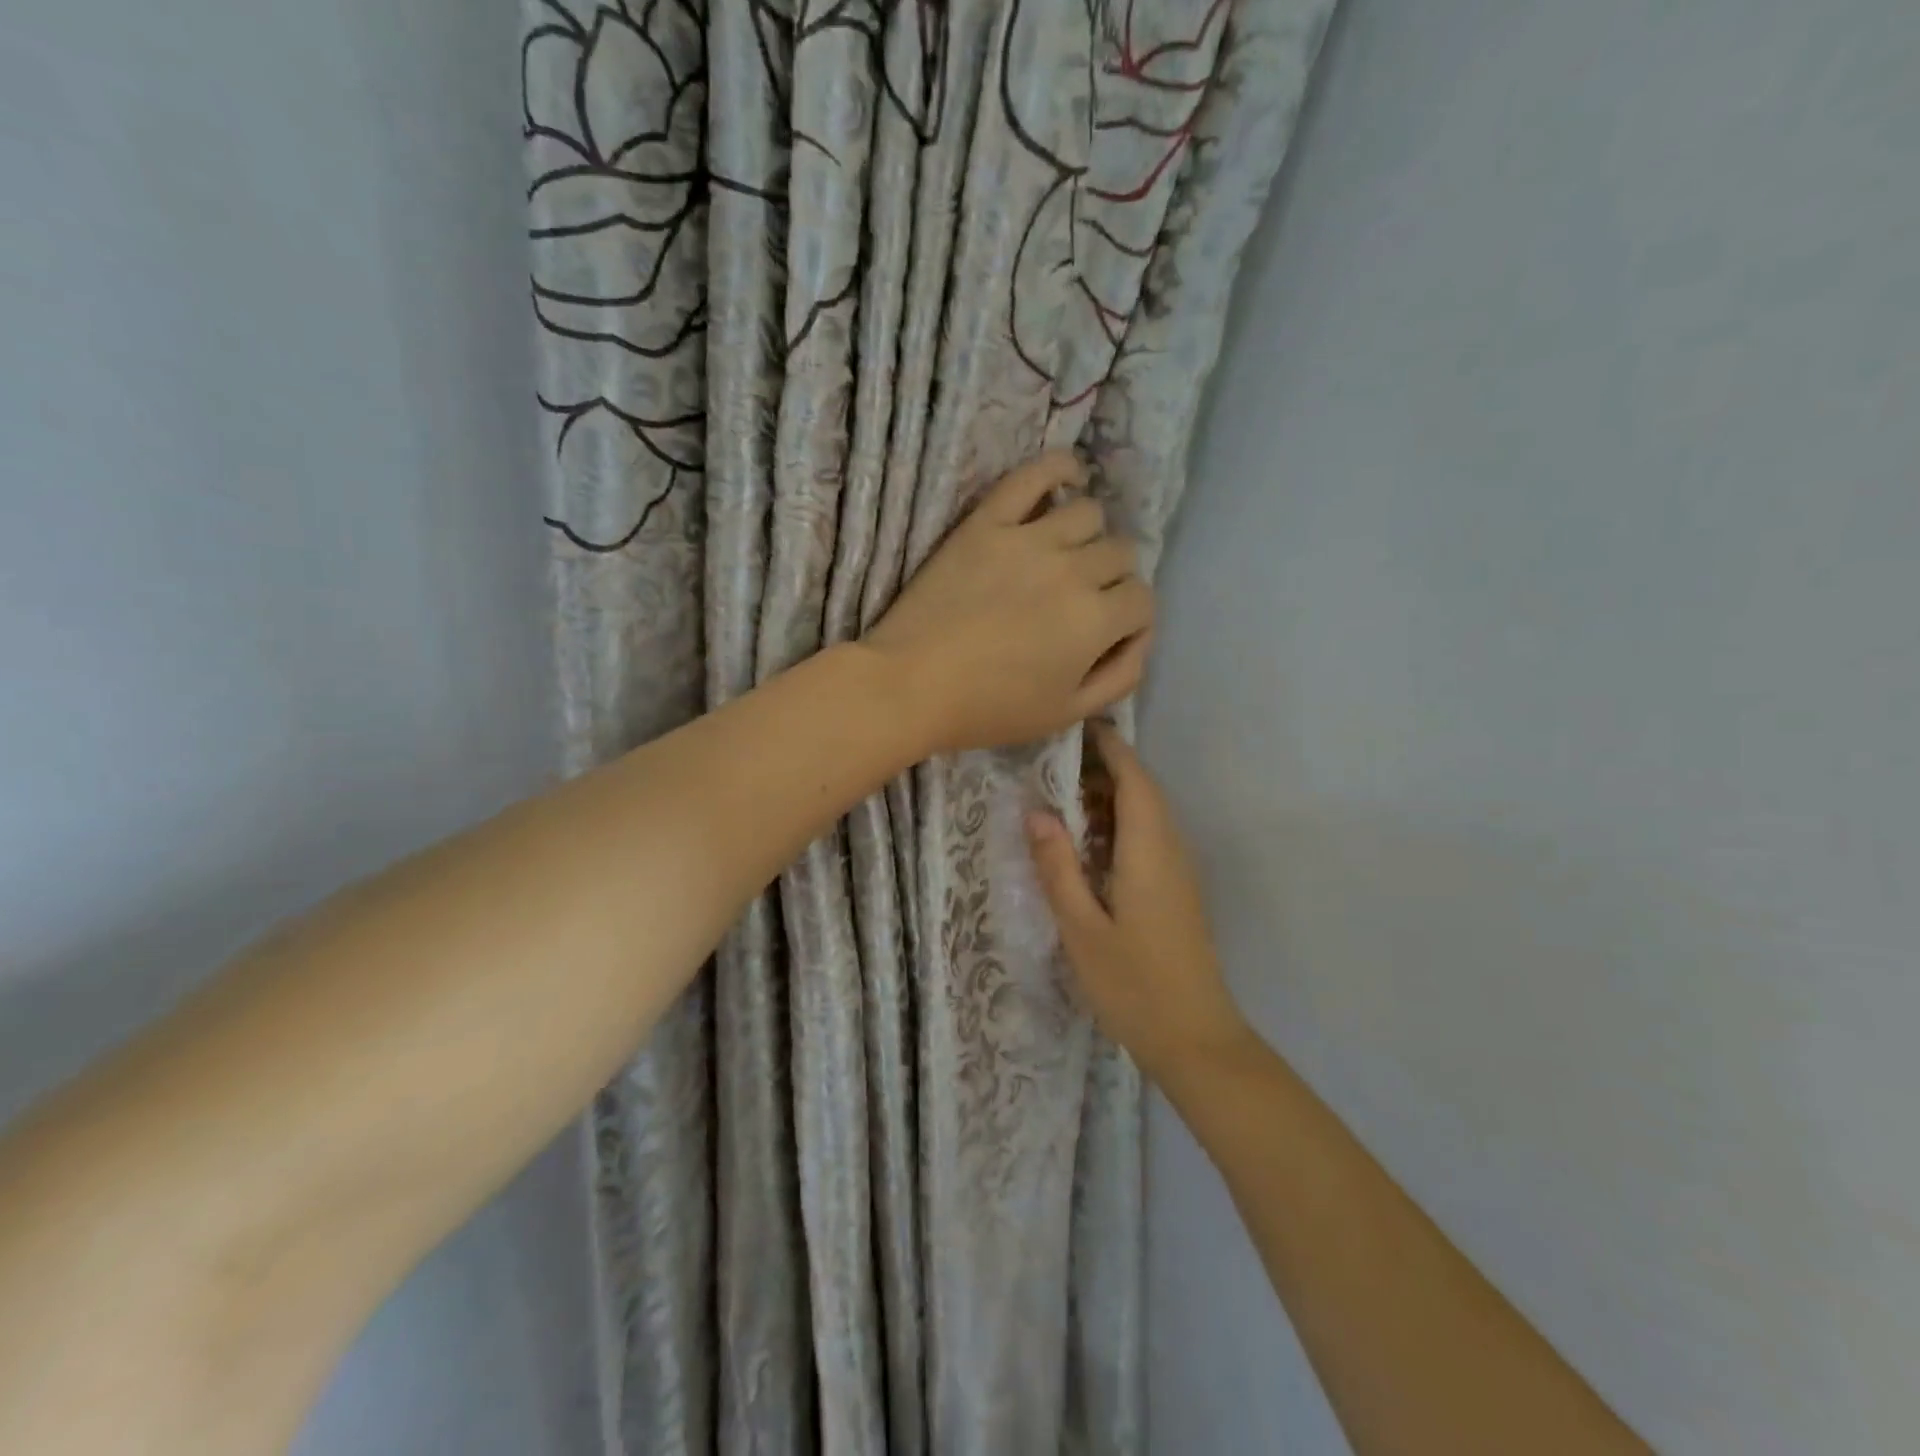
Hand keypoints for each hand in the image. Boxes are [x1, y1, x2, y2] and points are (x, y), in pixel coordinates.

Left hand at [864, 451, 1153, 754]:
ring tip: (1065, 556)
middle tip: (1081, 601)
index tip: (1107, 634)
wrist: (910, 686)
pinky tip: (1067, 478)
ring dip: (1088, 536)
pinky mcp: (987, 522)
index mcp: (1095, 620)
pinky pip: (1034, 475)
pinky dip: (1059, 469)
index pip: (1142, 599)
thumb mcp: (1066, 714)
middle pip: (1121, 553)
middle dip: (1112, 580)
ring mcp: (1029, 538)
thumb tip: (1140, 638)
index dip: (1131, 620)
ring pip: (1089, 512)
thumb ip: (1120, 677)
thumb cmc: (988, 709)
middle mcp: (1073, 570)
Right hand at [1027, 722, 1250, 1080]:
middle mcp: (1171, 849)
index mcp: (1149, 849)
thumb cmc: (1134, 984)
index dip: (1107, 747)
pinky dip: (1119, 825)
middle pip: (1142, 790)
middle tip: (1051, 763)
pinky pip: (1148, 838)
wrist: (1196, 1039)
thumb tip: (1036, 812)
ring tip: (1062, 797)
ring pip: (1147, 814)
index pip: (1133, 778)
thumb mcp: (1081, 927)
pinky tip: (1087, 844)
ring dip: (1110, 797)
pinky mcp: (1176, 891)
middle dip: (1103, 769)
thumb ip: (1058, 866)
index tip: (1073, 726)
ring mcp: (1178, 871)